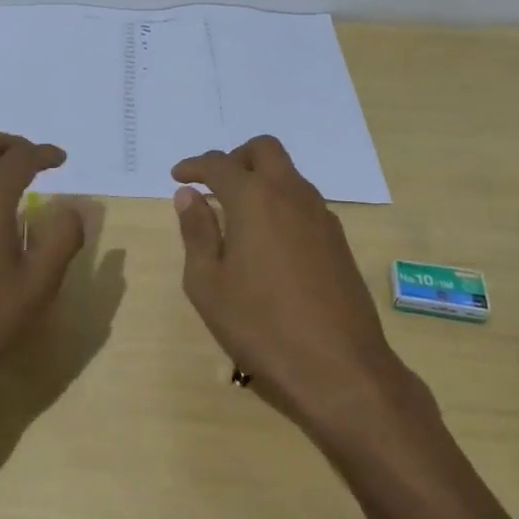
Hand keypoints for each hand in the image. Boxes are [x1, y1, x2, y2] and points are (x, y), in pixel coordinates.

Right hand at [173, 136, 433, 431]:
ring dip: (260, 179)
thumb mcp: (208, 283)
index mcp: (254, 199)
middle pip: (264, 150)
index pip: (219, 164)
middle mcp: (291, 194)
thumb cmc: (260, 325)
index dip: (194, 166)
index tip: (178, 177)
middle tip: (214, 185)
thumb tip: (189, 195)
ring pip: (288, 174)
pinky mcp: (338, 240)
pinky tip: (267, 240)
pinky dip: (280, 203)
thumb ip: (196, 232)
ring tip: (236, 216)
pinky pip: (303, 201)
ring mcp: (321, 216)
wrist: (340, 368)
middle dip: (234, 157)